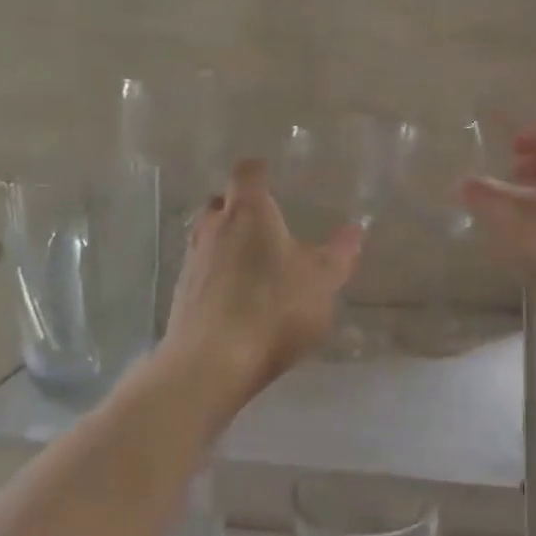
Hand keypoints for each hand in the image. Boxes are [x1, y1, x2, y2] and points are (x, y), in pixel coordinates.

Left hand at [164, 158, 362, 400]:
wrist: (209, 364)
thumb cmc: (272, 309)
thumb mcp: (321, 281)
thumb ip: (338, 254)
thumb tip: (355, 229)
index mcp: (248, 212)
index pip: (247, 172)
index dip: (259, 171)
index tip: (271, 175)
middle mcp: (214, 227)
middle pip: (220, 202)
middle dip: (239, 206)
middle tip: (264, 221)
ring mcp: (192, 261)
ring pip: (208, 237)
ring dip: (226, 242)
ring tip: (253, 262)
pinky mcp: (181, 295)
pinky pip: (202, 271)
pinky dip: (217, 274)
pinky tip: (237, 298)